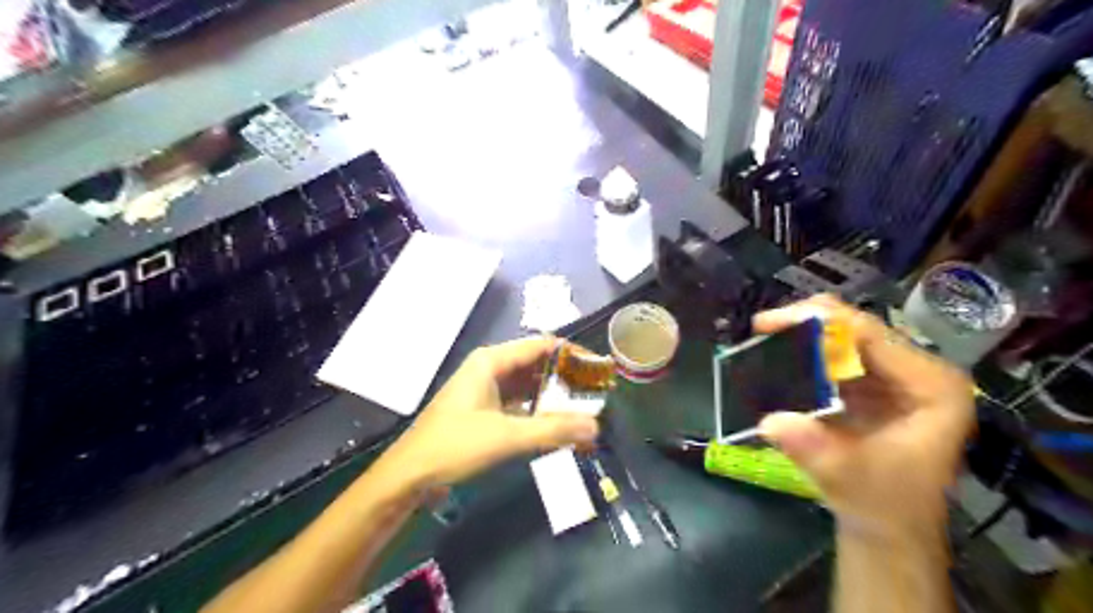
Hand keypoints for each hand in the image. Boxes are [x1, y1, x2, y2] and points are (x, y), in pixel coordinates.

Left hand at [377, 336, 597, 488]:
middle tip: (596, 394)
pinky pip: (519, 404)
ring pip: (528, 386)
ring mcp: (486, 389)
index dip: (572, 353)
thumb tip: (596, 426)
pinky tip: (558, 426)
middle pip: (536, 365)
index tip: (598, 369)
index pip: (541, 345)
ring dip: (554, 398)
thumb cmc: (455, 446)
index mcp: (491, 361)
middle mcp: (490, 368)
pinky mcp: (484, 410)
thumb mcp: (507, 437)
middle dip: (566, 379)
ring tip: (584, 410)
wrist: (409, 475)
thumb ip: (553, 430)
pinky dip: (538, 413)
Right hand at [758, 294, 976, 537]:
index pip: (870, 334)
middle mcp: (917, 371)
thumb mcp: (846, 478)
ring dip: (802, 336)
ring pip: (843, 336)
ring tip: (762, 340)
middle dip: (805, 324)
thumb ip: (814, 449)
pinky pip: (835, 355)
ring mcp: (896, 376)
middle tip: (761, 329)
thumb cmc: (882, 505)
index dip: (818, 322)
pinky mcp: (873, 385)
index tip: (769, 325)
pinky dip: (804, 353)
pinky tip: (777, 358)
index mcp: (931, 386)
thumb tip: (770, 421)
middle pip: (856, 327)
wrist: (888, 530)